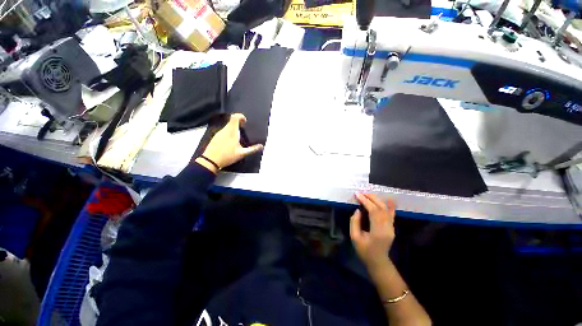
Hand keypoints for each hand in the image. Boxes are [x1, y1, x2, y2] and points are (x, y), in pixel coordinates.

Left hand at [196, 113, 263, 172]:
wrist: (211, 160)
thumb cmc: (227, 156)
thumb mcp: (242, 153)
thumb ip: (252, 149)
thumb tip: (261, 146)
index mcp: (232, 131)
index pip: (235, 117)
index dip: (240, 116)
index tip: (245, 121)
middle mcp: (225, 130)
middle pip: (231, 121)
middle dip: (238, 123)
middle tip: (243, 129)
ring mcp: (219, 133)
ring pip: (227, 126)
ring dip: (233, 128)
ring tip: (238, 136)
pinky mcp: (215, 137)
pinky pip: (223, 131)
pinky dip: (228, 132)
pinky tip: (230, 142)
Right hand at [350, 193, 395, 270]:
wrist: (378, 262)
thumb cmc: (364, 251)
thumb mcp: (354, 238)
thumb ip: (355, 222)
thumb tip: (358, 210)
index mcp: (378, 231)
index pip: (373, 211)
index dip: (365, 201)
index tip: (357, 194)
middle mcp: (387, 228)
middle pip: (381, 208)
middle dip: (371, 198)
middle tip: (361, 192)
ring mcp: (391, 227)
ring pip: (386, 210)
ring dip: (377, 200)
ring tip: (367, 194)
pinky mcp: (392, 227)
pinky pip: (391, 214)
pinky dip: (390, 206)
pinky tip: (389, 199)